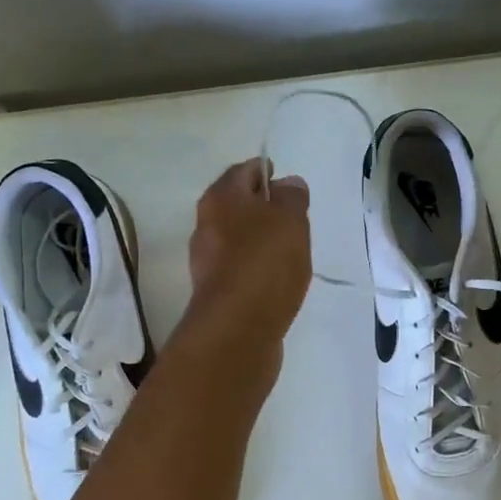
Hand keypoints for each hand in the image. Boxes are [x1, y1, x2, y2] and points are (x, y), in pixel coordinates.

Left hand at [179, 158, 311, 369]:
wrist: (238, 328)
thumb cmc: (265, 262)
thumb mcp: (290, 219)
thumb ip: (292, 197)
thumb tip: (288, 184)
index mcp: (220, 198)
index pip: (244, 171)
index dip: (266, 172)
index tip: (288, 184)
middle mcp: (206, 225)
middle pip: (237, 205)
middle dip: (263, 207)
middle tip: (294, 216)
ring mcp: (208, 261)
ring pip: (238, 238)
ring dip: (261, 239)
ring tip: (291, 249)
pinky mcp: (218, 292)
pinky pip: (241, 268)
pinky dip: (258, 267)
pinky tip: (278, 278)